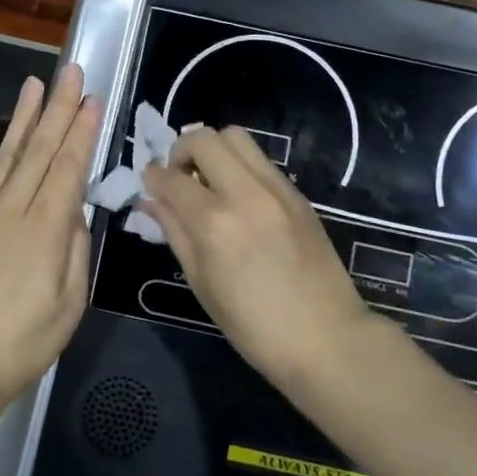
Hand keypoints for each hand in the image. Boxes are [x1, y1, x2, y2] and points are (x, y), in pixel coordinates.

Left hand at [0, 65, 101, 400]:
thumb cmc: (26, 342)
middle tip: (71, 73)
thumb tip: (74, 210)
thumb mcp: (71, 303)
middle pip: (39, 151)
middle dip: (58, 108)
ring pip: (5, 155)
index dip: (81, 132)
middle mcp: (11, 211)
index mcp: (45, 231)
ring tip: (34, 83)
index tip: (91, 100)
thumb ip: (76, 249)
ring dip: (22, 116)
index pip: (67, 168)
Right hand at [141, 127, 370, 387]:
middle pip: (205, 138)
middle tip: (181, 178)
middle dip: (182, 150)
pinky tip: (239, 198)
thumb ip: (174, 232)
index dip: (153, 176)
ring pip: (237, 137)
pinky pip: (261, 161)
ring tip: (210, 182)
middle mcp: (244, 193)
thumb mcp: (201, 283)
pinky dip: (240, 166)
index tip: (150, 182)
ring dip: (214, 151)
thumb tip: (151, 200)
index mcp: (214, 222)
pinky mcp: (297, 194)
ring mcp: (276, 189)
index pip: (171, 178)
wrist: (326, 338)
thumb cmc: (253, 325)